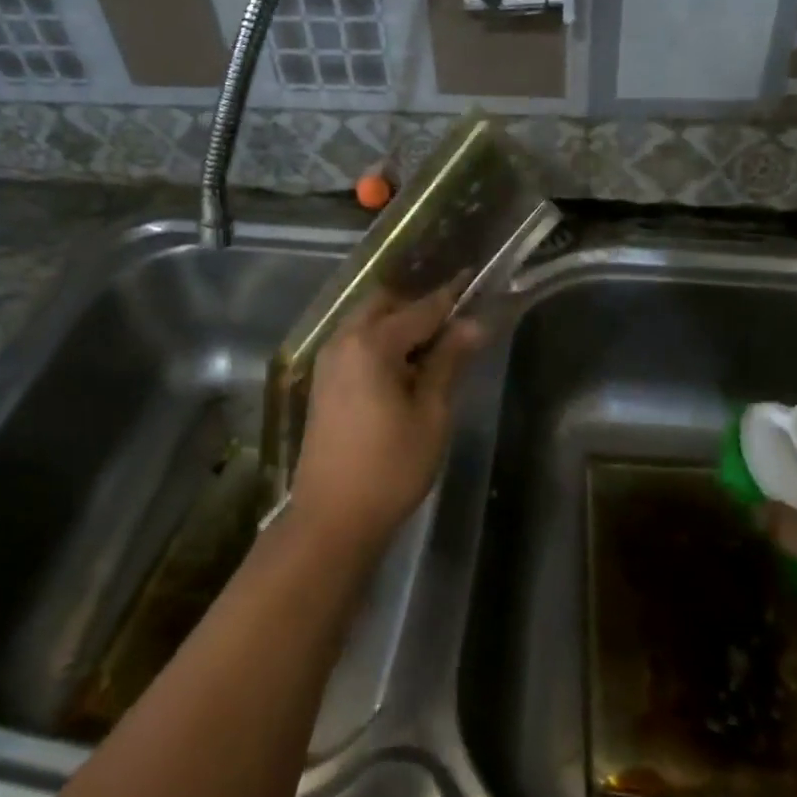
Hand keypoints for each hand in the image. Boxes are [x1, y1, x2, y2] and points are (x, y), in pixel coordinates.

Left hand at [288, 281, 484, 559]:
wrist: (332, 518)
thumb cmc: (390, 467)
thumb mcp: (431, 414)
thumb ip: (448, 362)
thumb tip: (473, 324)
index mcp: (371, 344)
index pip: (420, 309)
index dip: (450, 296)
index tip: (473, 279)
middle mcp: (343, 340)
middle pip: (385, 304)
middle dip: (418, 307)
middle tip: (453, 325)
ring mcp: (328, 360)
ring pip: (367, 323)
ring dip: (398, 325)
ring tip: (433, 349)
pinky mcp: (323, 381)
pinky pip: (355, 344)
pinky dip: (380, 343)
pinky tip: (404, 369)